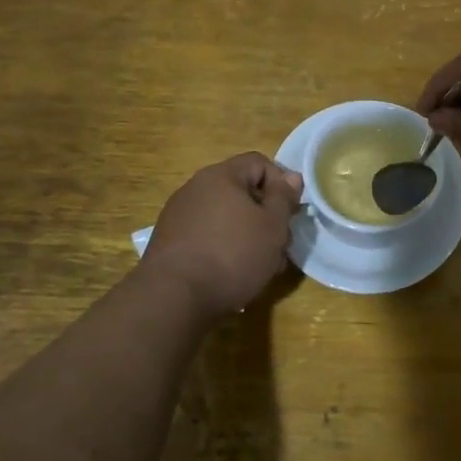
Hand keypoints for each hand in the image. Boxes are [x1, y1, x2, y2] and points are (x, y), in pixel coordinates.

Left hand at [141, 153, 302, 318]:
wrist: (174, 297)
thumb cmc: (233, 255)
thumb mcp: (273, 226)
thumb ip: (284, 198)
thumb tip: (291, 177)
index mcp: (221, 176)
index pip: (259, 163)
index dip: (281, 183)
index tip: (291, 213)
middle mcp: (195, 188)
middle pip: (242, 192)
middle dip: (266, 216)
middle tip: (280, 246)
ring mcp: (178, 215)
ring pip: (226, 217)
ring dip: (248, 235)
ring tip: (261, 266)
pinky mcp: (169, 242)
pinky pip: (207, 235)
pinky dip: (224, 248)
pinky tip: (232, 274)